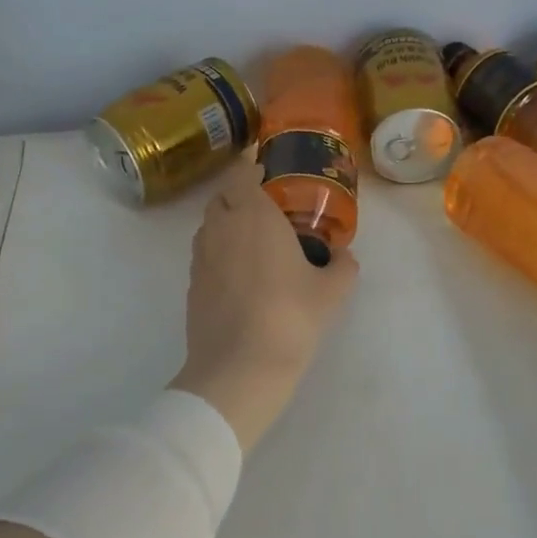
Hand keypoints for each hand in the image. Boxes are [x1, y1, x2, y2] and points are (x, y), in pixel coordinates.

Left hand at [169, 160, 359, 453]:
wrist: (239, 368)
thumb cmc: (290, 317)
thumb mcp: (331, 291)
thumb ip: (343, 267)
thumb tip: (345, 257)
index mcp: (253, 215)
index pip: (241, 173)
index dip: (252, 168)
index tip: (269, 173)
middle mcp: (220, 228)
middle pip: (221, 197)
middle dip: (239, 195)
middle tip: (268, 209)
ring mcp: (200, 258)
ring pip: (209, 226)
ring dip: (227, 224)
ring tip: (255, 243)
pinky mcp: (191, 286)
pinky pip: (205, 255)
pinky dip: (220, 254)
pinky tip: (242, 276)